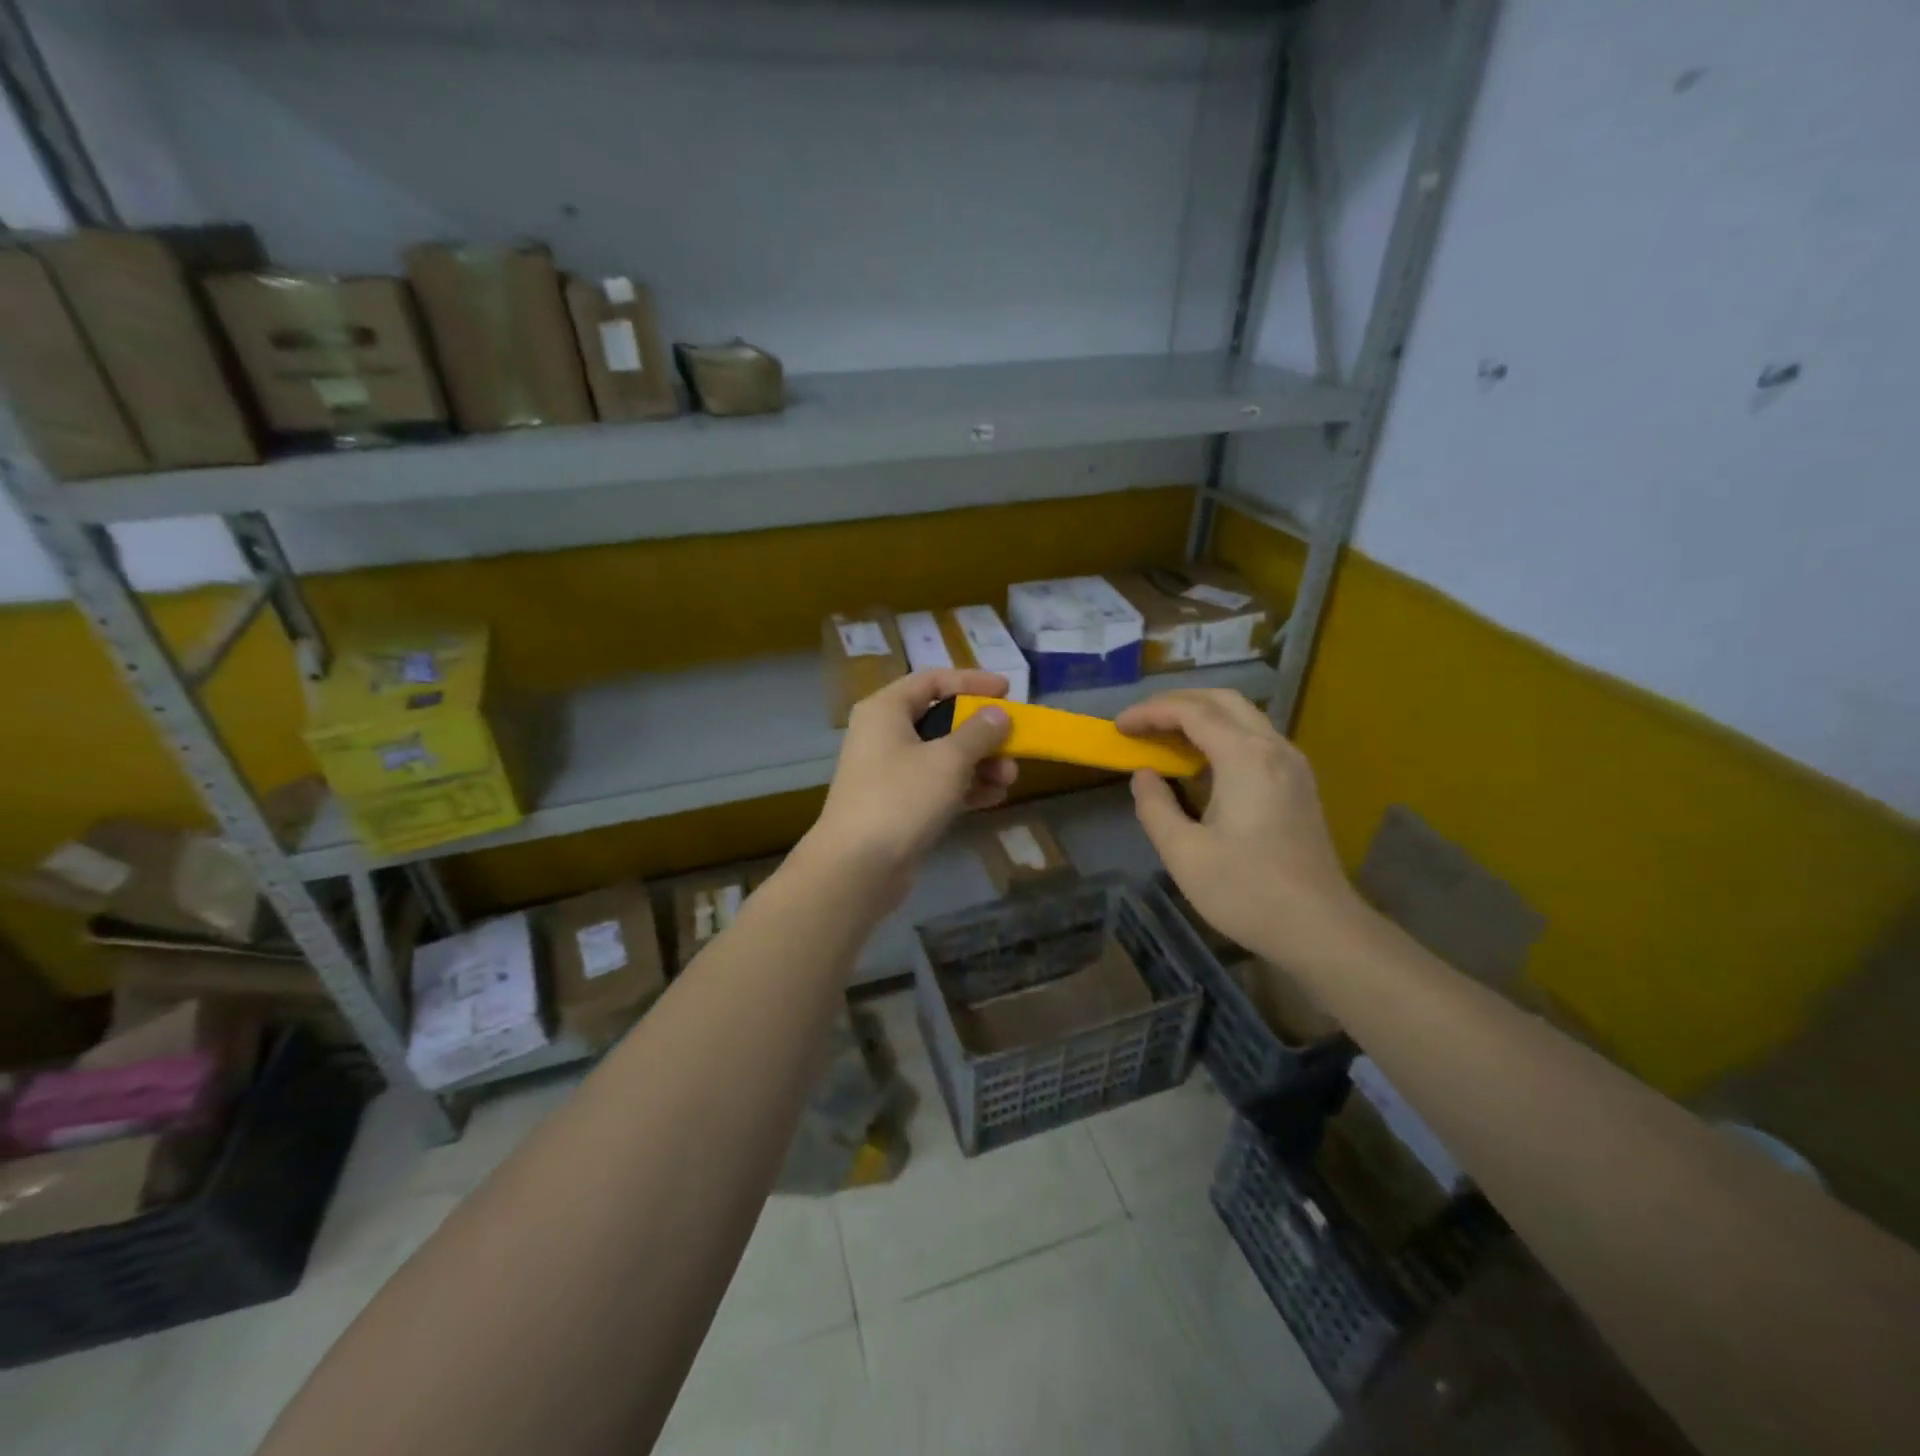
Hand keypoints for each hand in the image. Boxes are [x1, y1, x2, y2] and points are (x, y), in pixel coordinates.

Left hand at [801, 670, 1017, 903]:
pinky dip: (965, 787)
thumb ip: (978, 732)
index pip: (933, 680)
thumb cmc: (901, 798)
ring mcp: (890, 771)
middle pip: (941, 719)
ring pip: (943, 755)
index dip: (972, 682)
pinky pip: (937, 784)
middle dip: (982, 732)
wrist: (857, 867)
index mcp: (886, 710)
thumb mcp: (948, 760)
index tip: (1008, 691)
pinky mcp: (898, 804)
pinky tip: (994, 798)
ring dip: (980, 763)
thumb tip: (997, 714)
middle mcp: (884, 734)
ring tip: (1010, 778)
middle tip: (1014, 742)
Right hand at [1115, 689, 1365, 965]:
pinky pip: (1256, 738)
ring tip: (1164, 737)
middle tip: (1141, 722)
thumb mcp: (1183, 853)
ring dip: (1201, 716)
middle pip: (1222, 701)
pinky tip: (1202, 763)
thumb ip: (1155, 806)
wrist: (1320, 928)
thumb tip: (1145, 776)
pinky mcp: (1299, 783)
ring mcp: (1292, 764)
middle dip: (1176, 703)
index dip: (1150, 712)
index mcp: (1245, 757)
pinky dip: (1222, 735)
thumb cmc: (1247, 891)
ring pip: (1243, 716)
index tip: (1119, 726)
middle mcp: (1273, 748)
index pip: (1191, 712)